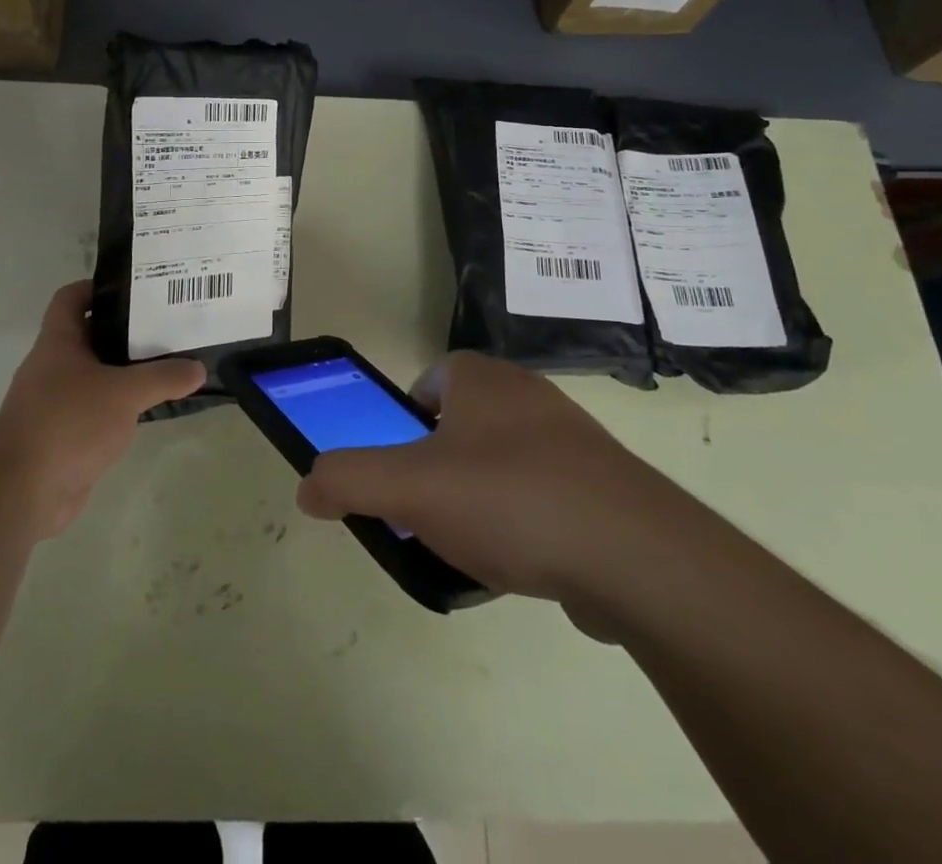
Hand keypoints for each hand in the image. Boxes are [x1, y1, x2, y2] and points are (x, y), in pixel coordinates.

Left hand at [0, 280, 204, 538]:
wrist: (23, 492)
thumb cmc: (68, 423)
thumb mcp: (124, 393)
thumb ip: (163, 377)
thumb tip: (199, 368)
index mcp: (58, 341)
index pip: (72, 297)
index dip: (99, 286)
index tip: (137, 288)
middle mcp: (55, 366)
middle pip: (93, 335)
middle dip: (128, 330)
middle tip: (169, 324)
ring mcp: (59, 401)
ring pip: (99, 374)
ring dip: (129, 370)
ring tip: (171, 362)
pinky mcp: (68, 434)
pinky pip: (100, 409)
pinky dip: (124, 406)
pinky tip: (154, 407)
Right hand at [295, 352, 710, 636]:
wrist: (634, 554)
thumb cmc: (508, 499)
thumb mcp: (408, 488)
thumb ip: (348, 479)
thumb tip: (307, 486)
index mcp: (483, 380)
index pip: (432, 378)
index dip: (407, 415)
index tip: (401, 462)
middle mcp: (530, 395)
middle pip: (466, 420)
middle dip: (441, 460)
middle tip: (427, 507)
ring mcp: (575, 440)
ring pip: (508, 459)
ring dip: (483, 493)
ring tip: (471, 542)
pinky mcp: (607, 487)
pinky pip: (548, 495)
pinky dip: (528, 522)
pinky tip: (523, 562)